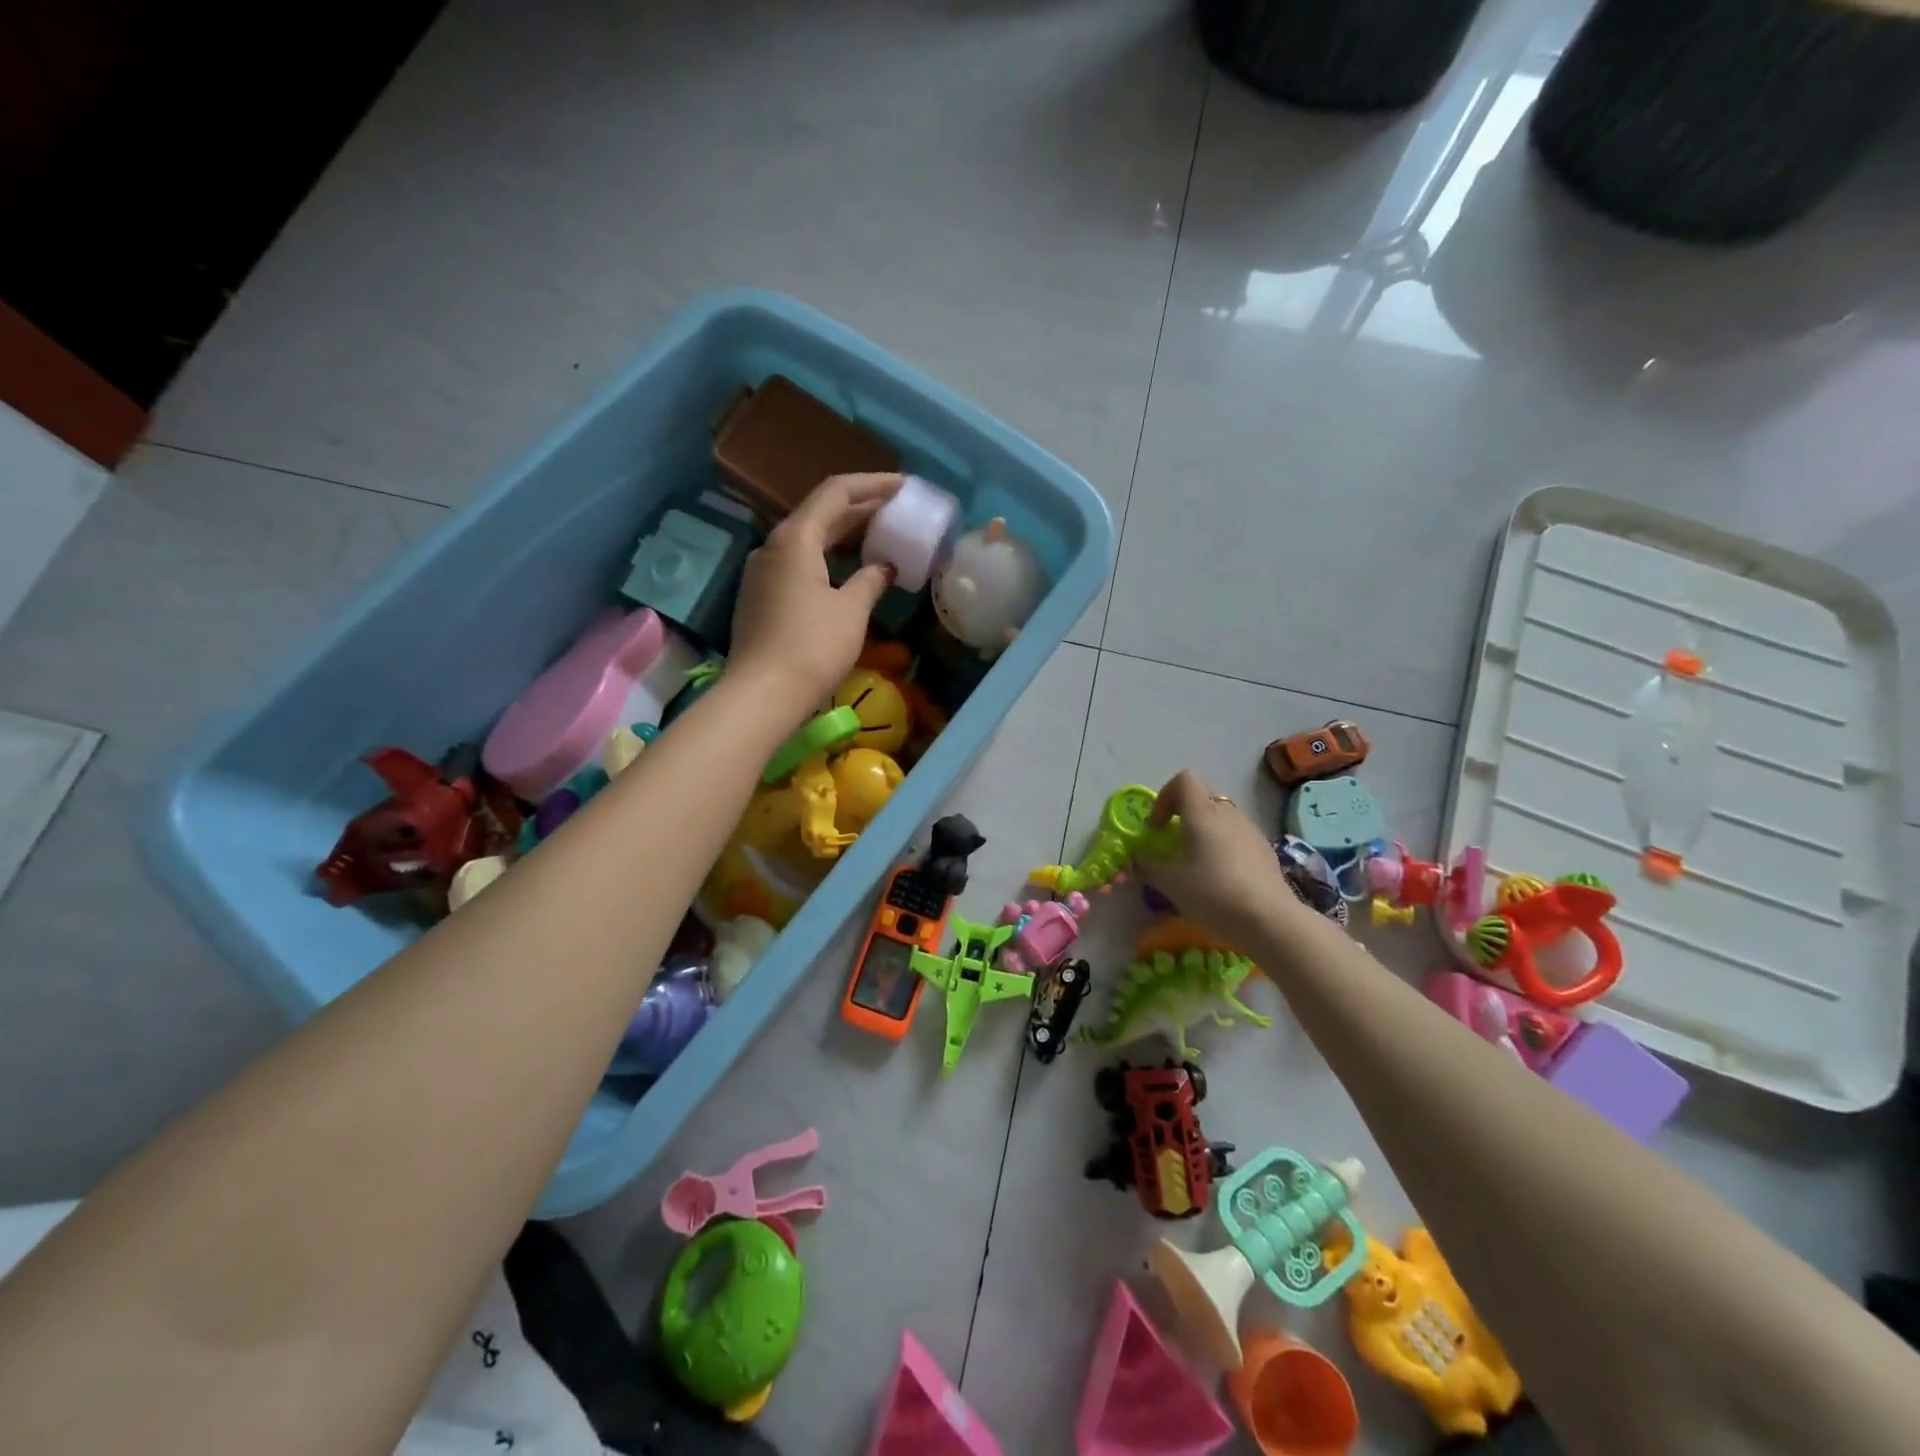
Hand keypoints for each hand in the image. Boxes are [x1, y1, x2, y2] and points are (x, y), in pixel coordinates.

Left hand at [729, 473, 900, 712]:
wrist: (762, 694)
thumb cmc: (812, 647)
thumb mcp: (851, 610)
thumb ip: (870, 580)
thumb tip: (884, 566)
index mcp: (795, 538)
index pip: (836, 493)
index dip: (872, 485)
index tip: (902, 485)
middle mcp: (773, 546)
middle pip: (819, 514)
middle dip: (859, 510)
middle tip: (896, 512)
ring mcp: (762, 572)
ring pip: (807, 540)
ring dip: (843, 536)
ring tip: (877, 538)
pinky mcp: (760, 597)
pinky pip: (798, 563)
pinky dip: (826, 558)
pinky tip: (847, 571)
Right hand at [1141, 770, 1300, 941]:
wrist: (1269, 920)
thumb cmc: (1213, 893)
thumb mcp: (1170, 883)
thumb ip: (1148, 866)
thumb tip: (1137, 859)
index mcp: (1202, 812)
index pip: (1183, 779)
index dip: (1164, 797)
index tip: (1157, 827)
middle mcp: (1228, 813)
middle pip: (1202, 795)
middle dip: (1182, 813)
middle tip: (1172, 841)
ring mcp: (1250, 829)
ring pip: (1221, 816)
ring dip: (1204, 830)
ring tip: (1196, 862)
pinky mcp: (1265, 849)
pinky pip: (1237, 835)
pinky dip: (1223, 845)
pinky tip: (1222, 876)